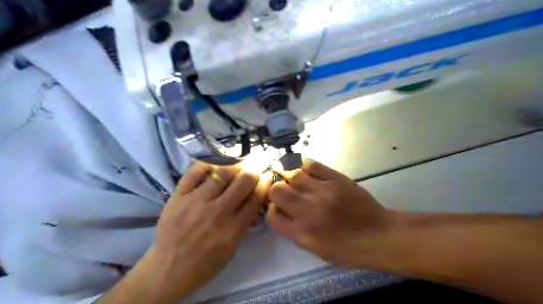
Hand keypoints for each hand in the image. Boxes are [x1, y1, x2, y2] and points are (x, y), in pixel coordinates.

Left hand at [148, 163, 270, 297]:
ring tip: (237, 167)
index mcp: (233, 229)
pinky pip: (195, 172)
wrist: (168, 270)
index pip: (256, 198)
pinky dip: (207, 166)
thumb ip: (244, 224)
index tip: (267, 176)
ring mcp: (196, 201)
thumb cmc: (204, 264)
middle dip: (253, 172)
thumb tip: (253, 200)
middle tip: (252, 170)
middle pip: (243, 181)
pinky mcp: (178, 196)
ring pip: (222, 173)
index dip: (265, 183)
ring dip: (234, 167)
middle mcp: (217, 212)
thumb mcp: (232, 250)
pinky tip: (213, 168)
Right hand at [267, 159, 394, 267]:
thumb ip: (293, 230)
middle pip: (277, 191)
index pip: (272, 215)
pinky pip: (312, 165)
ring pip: (292, 174)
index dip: (271, 209)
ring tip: (290, 176)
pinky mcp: (336, 179)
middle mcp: (307, 210)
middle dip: (275, 189)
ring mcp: (322, 192)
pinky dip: (304, 165)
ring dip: (288, 175)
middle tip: (282, 189)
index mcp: (301, 233)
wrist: (378, 235)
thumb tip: (280, 211)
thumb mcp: (315, 248)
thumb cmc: (346, 248)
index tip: (277, 207)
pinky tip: (304, 169)